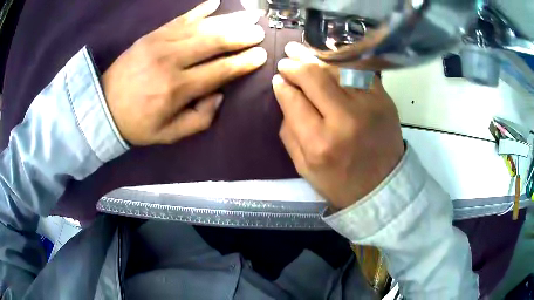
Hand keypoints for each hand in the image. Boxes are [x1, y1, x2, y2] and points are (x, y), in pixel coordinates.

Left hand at [102, 0, 266, 145]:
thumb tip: (219, 95)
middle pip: (215, 42)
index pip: (220, 70)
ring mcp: (160, 43)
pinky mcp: (152, 35)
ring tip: (250, 15)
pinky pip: (180, 18)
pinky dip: (200, 10)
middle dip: (242, 35)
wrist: (103, 107)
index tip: (261, 55)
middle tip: (259, 32)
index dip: (243, 62)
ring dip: (229, 19)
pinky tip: (216, 3)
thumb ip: (199, 119)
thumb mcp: (169, 134)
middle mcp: (172, 60)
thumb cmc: (137, 123)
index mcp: (177, 88)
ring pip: (202, 26)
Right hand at [272, 42, 404, 209]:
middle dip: (294, 65)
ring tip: (300, 51)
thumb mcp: (303, 167)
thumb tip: (285, 94)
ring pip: (336, 68)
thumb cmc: (340, 182)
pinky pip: (359, 70)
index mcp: (320, 143)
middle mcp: (345, 119)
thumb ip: (288, 131)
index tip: (278, 79)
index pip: (293, 100)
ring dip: (315, 58)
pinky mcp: (384, 99)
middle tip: (286, 60)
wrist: (383, 186)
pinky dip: (342, 62)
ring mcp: (369, 105)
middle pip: (314, 77)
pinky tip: (329, 58)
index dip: (282, 85)